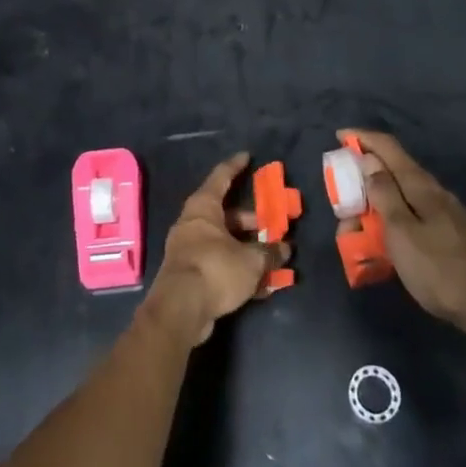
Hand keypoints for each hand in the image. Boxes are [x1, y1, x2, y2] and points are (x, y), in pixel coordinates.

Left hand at [146, 153, 286, 345]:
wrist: (180, 309)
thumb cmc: (215, 269)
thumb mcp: (251, 260)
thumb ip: (270, 253)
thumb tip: (285, 249)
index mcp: (204, 208)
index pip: (221, 177)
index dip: (235, 166)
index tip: (247, 157)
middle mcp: (193, 223)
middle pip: (226, 214)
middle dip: (250, 220)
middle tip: (273, 225)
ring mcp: (189, 249)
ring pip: (224, 241)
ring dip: (247, 248)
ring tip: (272, 258)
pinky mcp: (190, 274)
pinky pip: (219, 263)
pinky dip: (238, 268)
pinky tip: (261, 285)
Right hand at [346, 130, 465, 345]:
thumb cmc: (440, 269)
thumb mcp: (401, 232)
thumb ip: (384, 194)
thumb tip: (368, 159)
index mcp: (420, 185)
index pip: (387, 147)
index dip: (362, 138)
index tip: (338, 137)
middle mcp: (432, 192)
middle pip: (392, 172)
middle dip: (362, 181)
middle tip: (341, 205)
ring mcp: (443, 214)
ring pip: (400, 198)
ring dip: (374, 207)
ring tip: (356, 235)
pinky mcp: (448, 235)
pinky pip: (410, 218)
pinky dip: (390, 224)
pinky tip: (384, 247)